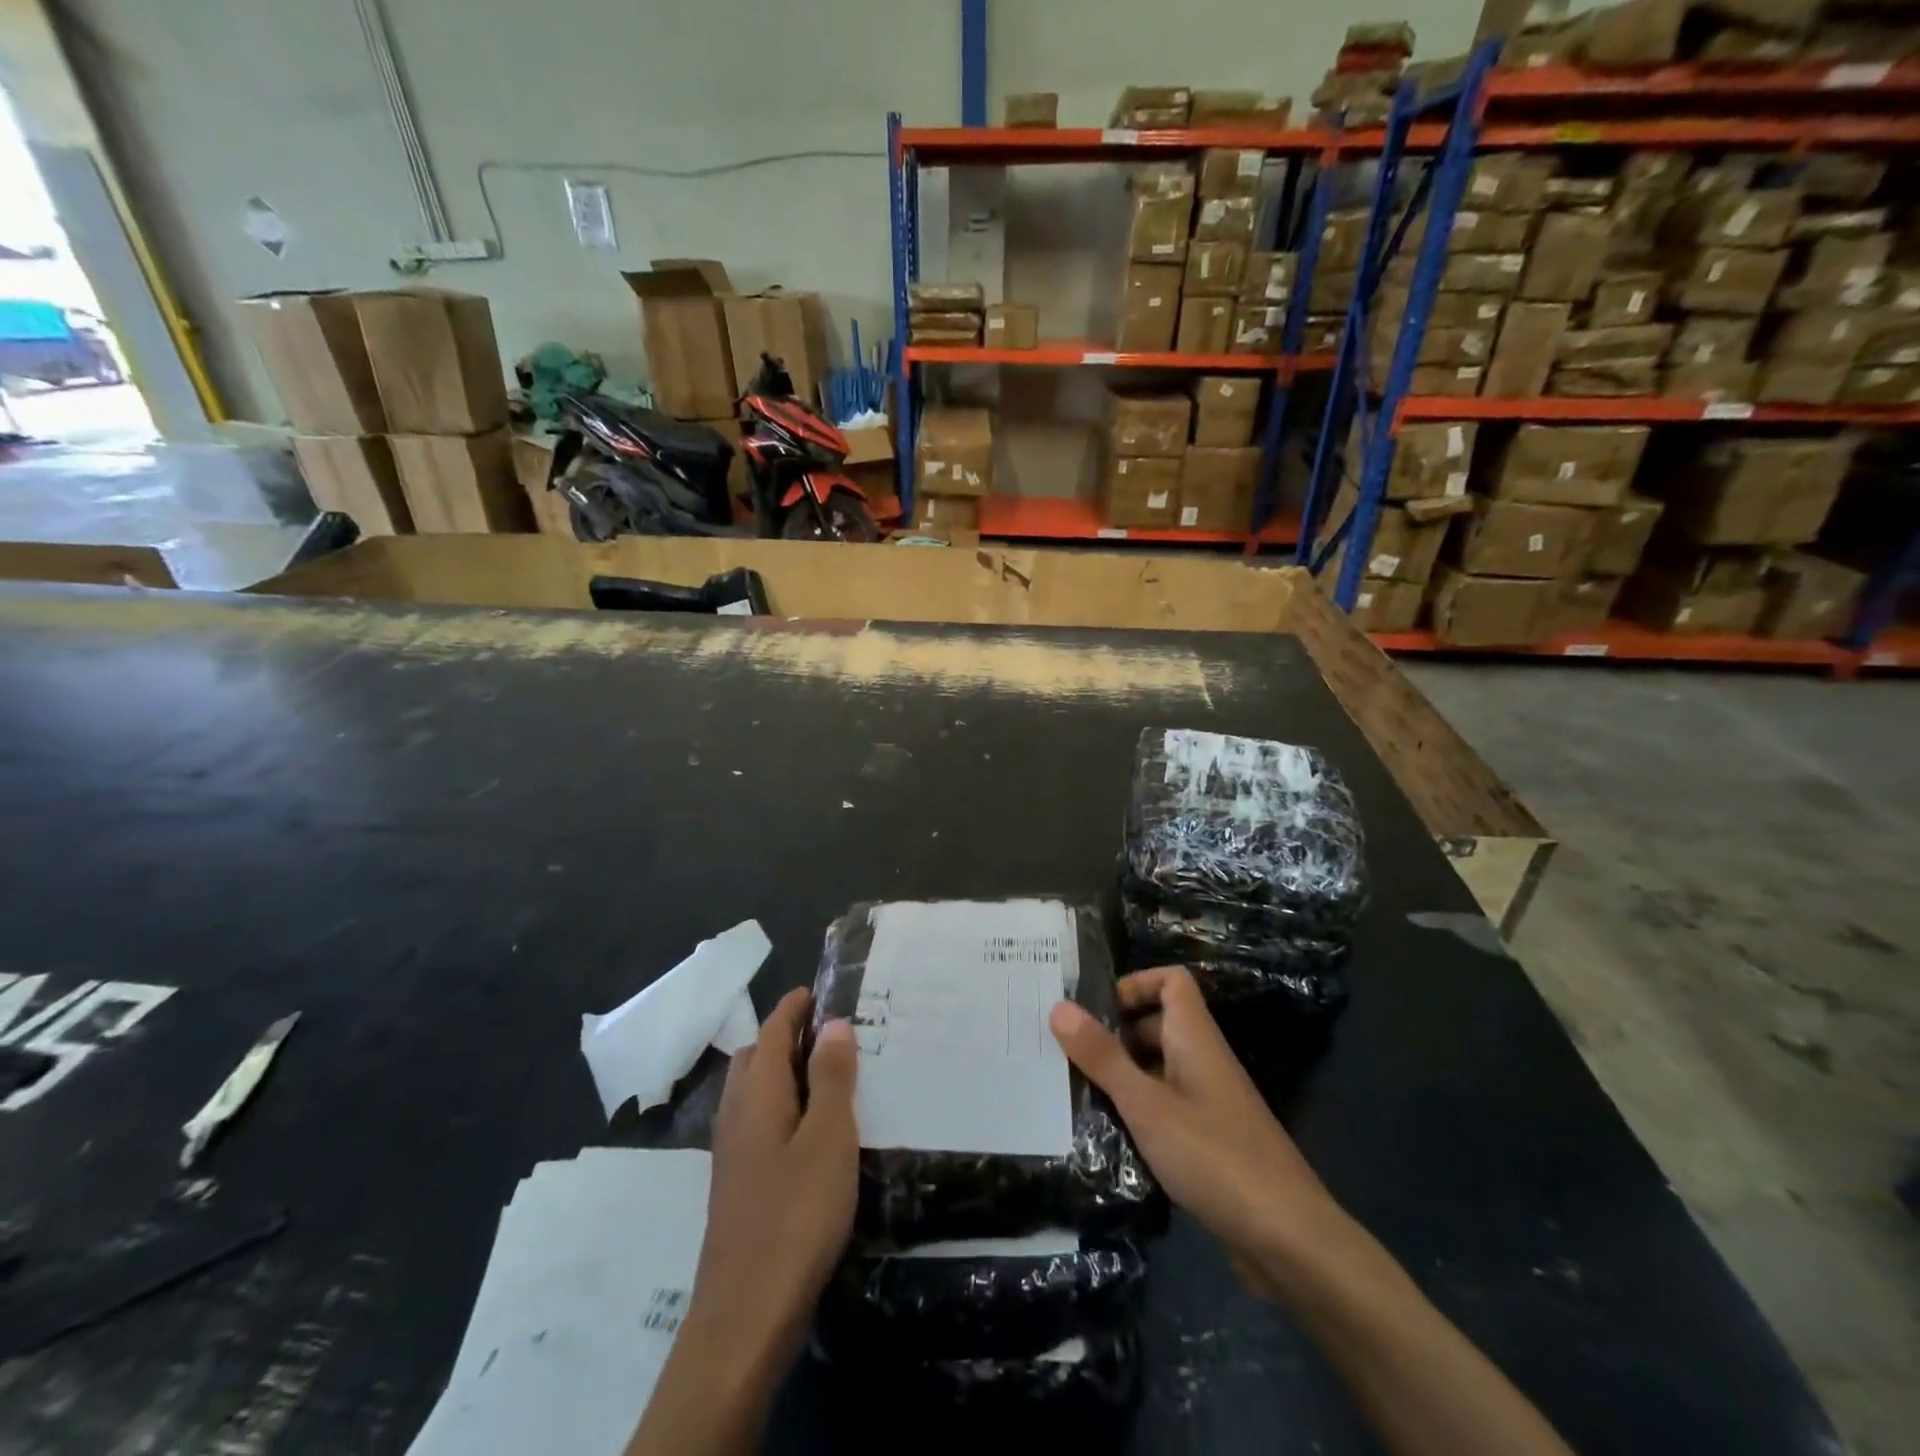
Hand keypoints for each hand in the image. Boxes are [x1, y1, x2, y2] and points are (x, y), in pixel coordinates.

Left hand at [628, 991, 857, 1455]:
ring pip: (753, 1092)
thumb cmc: (795, 1213)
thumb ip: (831, 1078)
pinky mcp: (736, 1185)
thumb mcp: (828, 1137)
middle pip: (756, 1057)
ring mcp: (732, 1153)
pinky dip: (781, 1107)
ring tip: (826, 1078)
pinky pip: (758, 1123)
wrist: (746, 1312)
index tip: (817, 991)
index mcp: (758, 1093)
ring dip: (783, 1073)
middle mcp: (737, 1114)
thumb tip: (833, 1023)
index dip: (793, 1008)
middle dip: (785, 1036)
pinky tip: (809, 1133)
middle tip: (829, 1034)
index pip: (772, 1031)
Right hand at [1049, 966, 1340, 1282]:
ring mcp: (1209, 1102)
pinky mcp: (1210, 1140)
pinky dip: (1138, 1111)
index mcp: (1196, 1038)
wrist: (1289, 1239)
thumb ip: (1103, 1057)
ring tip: (1075, 1091)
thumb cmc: (1215, 1157)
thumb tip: (1059, 1006)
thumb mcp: (1147, 1105)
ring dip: (1122, 1075)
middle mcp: (1204, 1060)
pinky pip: (1167, 1106)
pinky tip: (1108, 1136)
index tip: (1094, 1008)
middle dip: (1114, 1033)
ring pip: (1159, 1068)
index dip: (1135, 983)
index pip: (1171, 981)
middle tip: (1068, 1052)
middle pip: (1158, 1023)